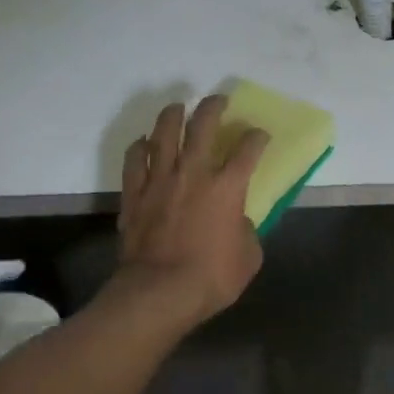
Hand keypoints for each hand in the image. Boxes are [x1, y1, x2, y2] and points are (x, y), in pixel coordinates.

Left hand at [115, 95, 268, 326]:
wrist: (160, 292)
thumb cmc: (212, 277)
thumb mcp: (248, 257)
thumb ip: (246, 231)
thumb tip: (237, 222)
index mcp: (228, 187)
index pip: (248, 149)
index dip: (257, 137)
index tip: (260, 135)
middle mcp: (194, 173)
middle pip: (203, 126)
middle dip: (213, 107)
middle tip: (218, 100)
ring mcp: (159, 180)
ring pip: (164, 134)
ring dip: (173, 115)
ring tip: (178, 107)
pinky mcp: (134, 194)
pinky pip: (134, 160)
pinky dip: (140, 147)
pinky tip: (144, 143)